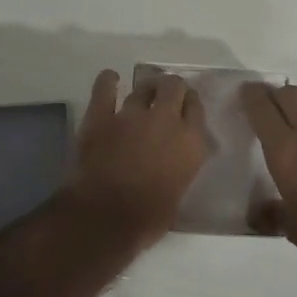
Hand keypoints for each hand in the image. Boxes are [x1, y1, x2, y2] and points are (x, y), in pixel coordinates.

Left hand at [64, 69, 210, 244]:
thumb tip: (174, 160)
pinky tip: (110, 78)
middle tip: (166, 95)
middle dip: (171, 88)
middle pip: (173, 87)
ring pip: (143, 87)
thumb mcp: (179, 192)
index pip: (196, 108)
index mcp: (190, 142)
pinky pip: (104, 89)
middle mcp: (165, 121)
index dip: (190, 104)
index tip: (185, 107)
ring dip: (145, 89)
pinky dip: (108, 81)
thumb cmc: (148, 218)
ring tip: (144, 92)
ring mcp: (131, 115)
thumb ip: (181, 167)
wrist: (106, 219)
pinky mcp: (101, 116)